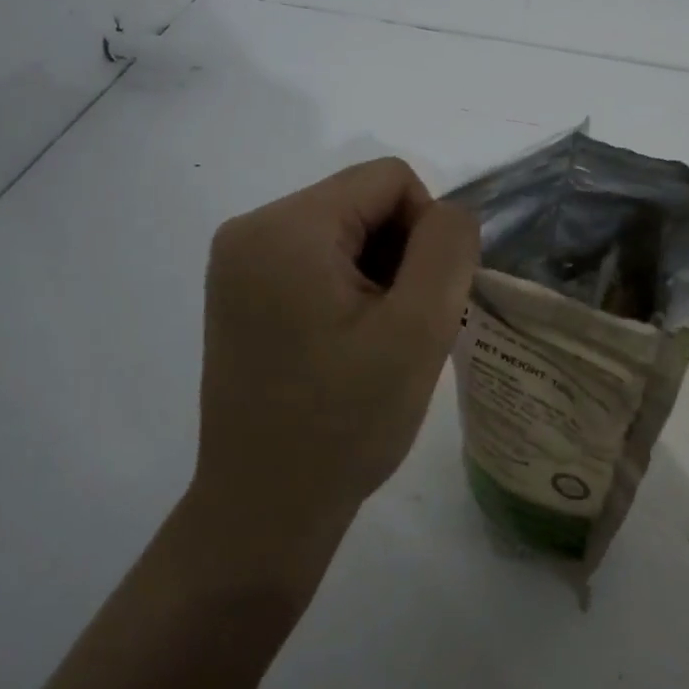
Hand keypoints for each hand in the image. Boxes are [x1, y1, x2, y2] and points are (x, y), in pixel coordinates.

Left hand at [188, 158, 479, 587]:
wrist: (264, 508)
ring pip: (343, 230)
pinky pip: (314, 258)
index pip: (390, 179)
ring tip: (374, 342)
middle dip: (399, 254)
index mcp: (286, 227)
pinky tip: (347, 344)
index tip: (420, 302)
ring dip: (376, 274)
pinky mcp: (239, 291)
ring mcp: (238, 261)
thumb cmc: (345, 423)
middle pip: (362, 201)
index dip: (427, 231)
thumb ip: (448, 249)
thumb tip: (451, 212)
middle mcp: (250, 228)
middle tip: (400, 330)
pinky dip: (346, 287)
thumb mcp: (418, 330)